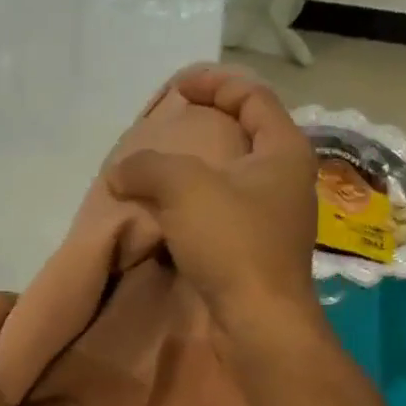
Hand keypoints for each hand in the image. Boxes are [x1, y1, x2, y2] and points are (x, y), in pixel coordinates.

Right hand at [107, 65, 319, 334]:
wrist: (258, 322)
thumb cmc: (233, 244)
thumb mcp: (184, 189)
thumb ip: (147, 167)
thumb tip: (119, 173)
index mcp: (284, 151)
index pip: (253, 96)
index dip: (214, 83)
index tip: (177, 87)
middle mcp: (285, 180)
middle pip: (244, 134)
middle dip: (204, 124)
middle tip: (166, 127)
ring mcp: (273, 219)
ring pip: (230, 178)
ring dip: (195, 170)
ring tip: (158, 170)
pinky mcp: (256, 251)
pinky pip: (222, 213)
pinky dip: (194, 205)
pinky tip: (166, 213)